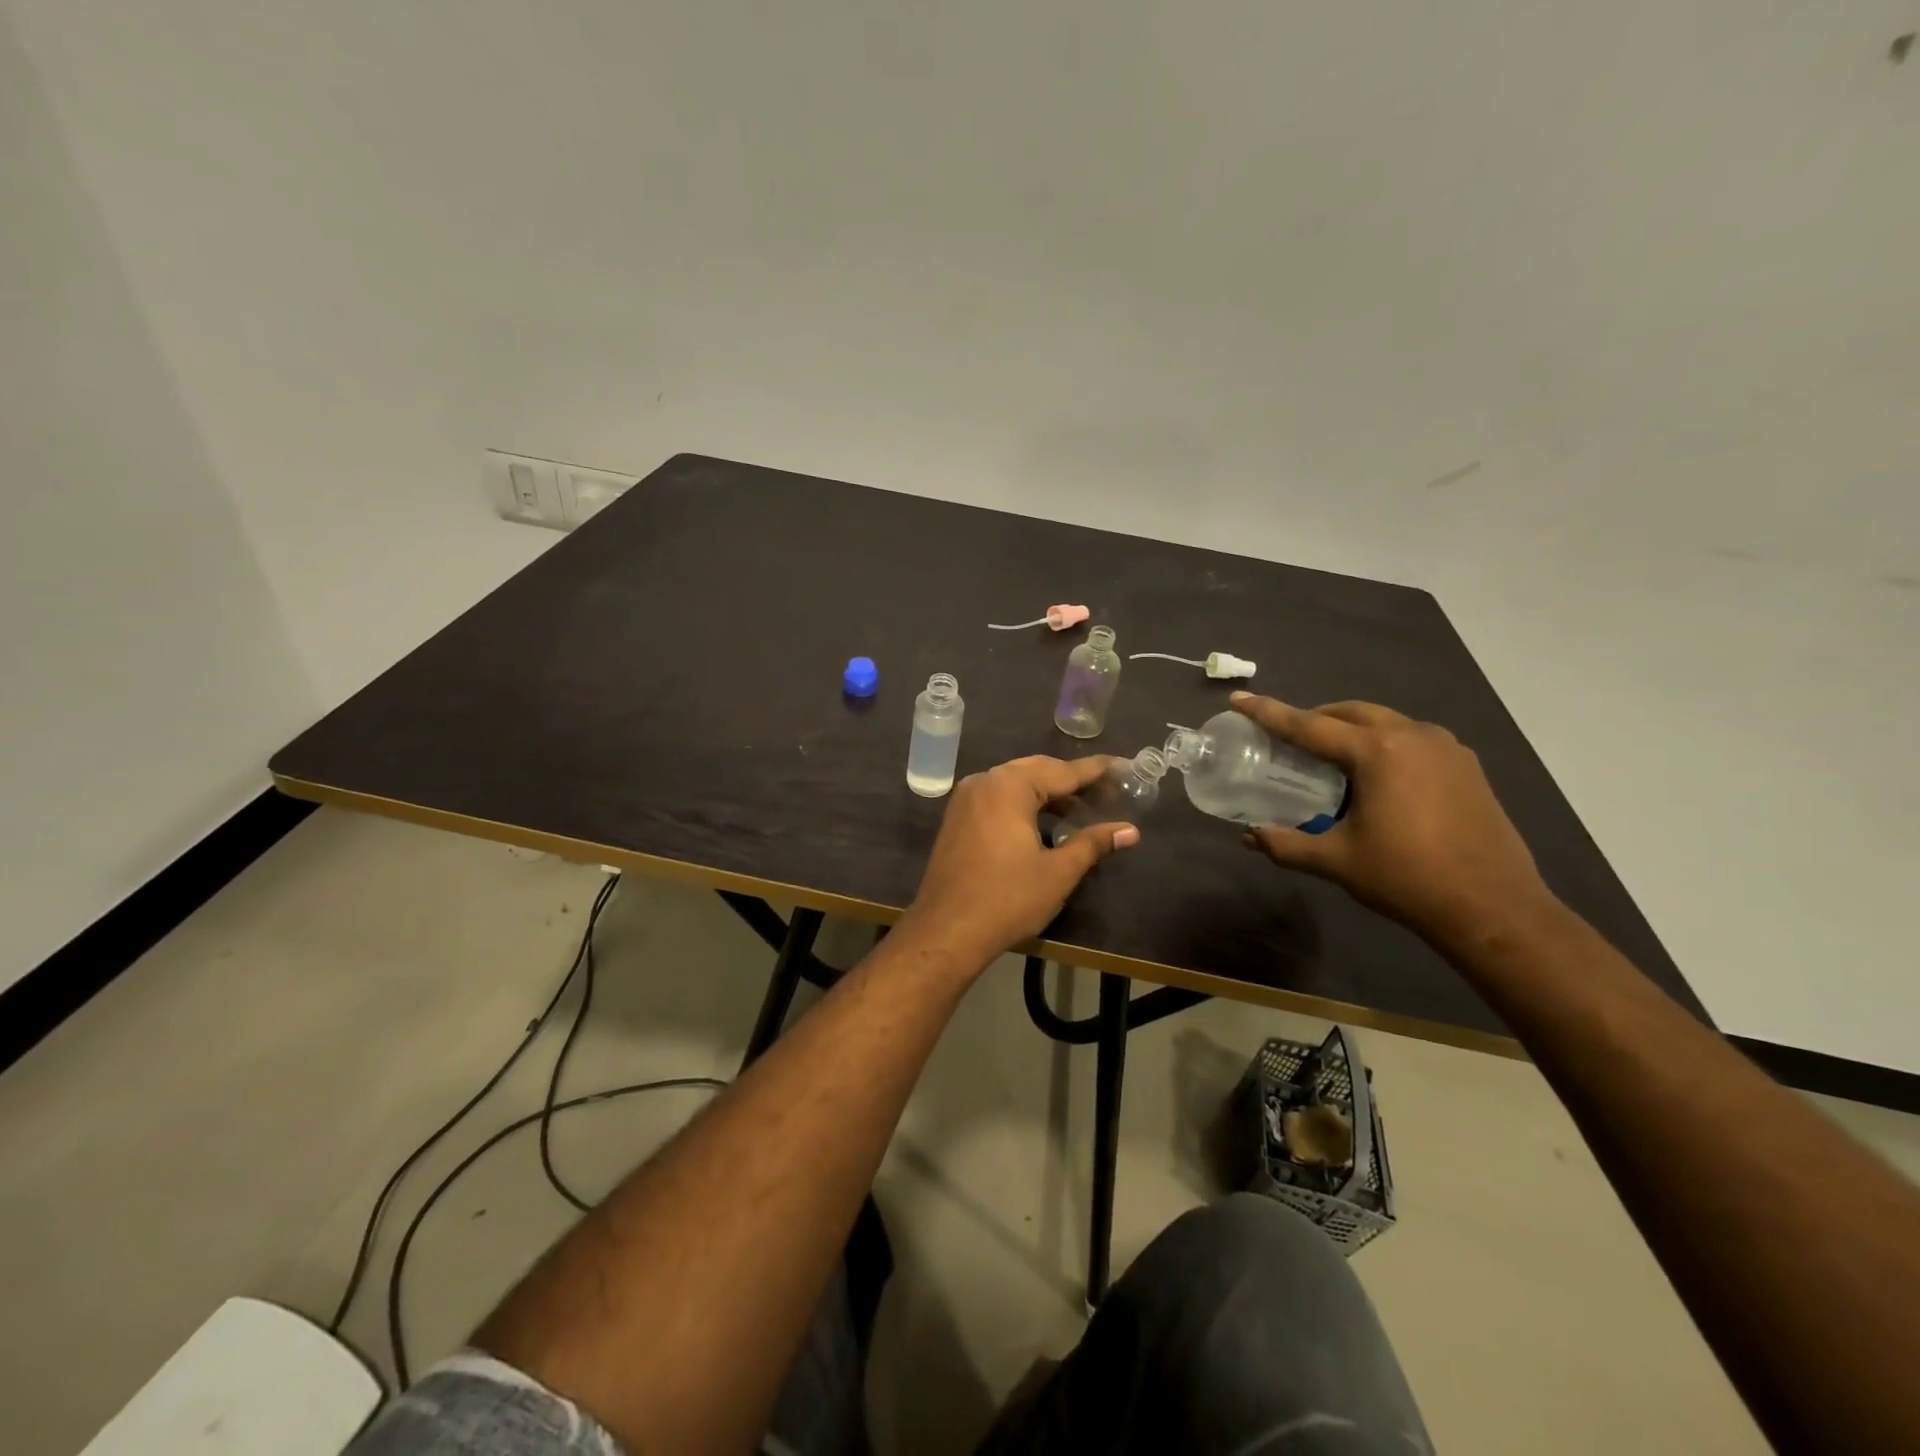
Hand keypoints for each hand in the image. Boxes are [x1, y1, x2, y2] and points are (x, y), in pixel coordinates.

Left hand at [899, 755, 1139, 966]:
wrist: (946, 931)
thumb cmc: (1007, 899)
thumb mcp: (1058, 872)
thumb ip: (1093, 843)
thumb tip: (1131, 831)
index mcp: (1009, 786)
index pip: (1063, 770)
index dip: (1095, 770)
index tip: (1123, 766)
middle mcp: (985, 781)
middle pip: (1037, 770)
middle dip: (1071, 780)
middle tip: (1107, 790)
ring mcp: (966, 799)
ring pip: (1015, 783)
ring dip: (1047, 792)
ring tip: (1081, 809)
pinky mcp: (957, 818)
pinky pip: (998, 797)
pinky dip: (1024, 803)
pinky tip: (1044, 822)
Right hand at [1230, 693, 1556, 949]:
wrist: (1494, 908)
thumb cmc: (1407, 878)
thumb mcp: (1337, 861)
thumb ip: (1286, 844)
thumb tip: (1248, 837)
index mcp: (1378, 752)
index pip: (1309, 725)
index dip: (1269, 712)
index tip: (1239, 699)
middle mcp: (1413, 736)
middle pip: (1350, 713)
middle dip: (1315, 718)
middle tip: (1287, 736)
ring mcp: (1447, 749)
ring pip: (1385, 722)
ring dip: (1352, 728)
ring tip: (1329, 755)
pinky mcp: (1467, 767)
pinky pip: (1413, 739)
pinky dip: (1383, 744)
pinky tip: (1376, 774)